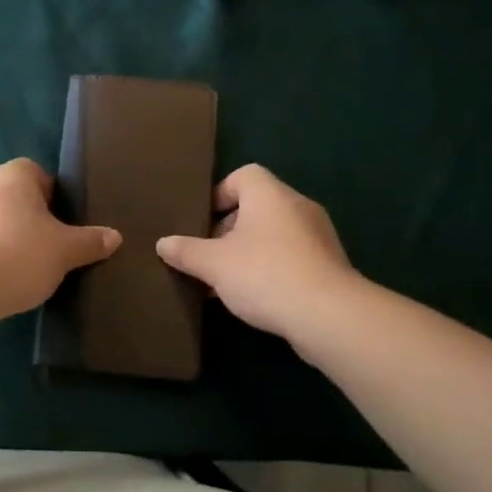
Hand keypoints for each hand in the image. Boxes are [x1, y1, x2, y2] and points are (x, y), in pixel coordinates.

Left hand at [0, 159, 121, 316]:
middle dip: (31, 218)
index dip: (55, 198)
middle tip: (50, 247)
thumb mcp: (65, 251)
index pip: (38, 174)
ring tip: (25, 266)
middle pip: (14, 196)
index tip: (64, 225)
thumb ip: (90, 241)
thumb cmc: (20, 255)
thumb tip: (115, 237)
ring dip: (7, 236)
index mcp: (12, 174)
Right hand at [156, 164, 356, 342]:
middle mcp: (297, 206)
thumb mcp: (214, 264)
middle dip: (229, 229)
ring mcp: (318, 235)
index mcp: (270, 194)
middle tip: (208, 256)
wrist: (328, 316)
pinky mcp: (329, 265)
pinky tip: (255, 297)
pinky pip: (291, 256)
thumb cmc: (264, 274)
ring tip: (226, 281)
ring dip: (249, 252)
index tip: (201, 222)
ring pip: (274, 234)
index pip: (243, 175)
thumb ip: (186, 251)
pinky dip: (271, 269)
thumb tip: (163, 243)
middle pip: (257, 206)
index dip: (219, 194)